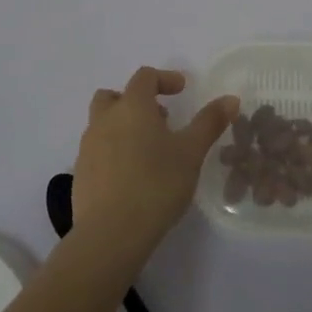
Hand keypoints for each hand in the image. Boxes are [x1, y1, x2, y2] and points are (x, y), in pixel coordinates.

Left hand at [72, 66, 238, 262]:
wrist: (111, 233)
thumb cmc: (156, 185)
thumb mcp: (191, 153)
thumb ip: (209, 122)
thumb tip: (230, 99)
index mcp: (131, 107)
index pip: (144, 77)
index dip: (164, 78)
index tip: (181, 89)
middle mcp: (104, 120)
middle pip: (114, 96)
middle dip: (136, 100)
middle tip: (160, 118)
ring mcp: (87, 147)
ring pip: (103, 123)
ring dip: (123, 125)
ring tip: (149, 149)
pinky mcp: (81, 173)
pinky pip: (97, 150)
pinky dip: (113, 150)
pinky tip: (132, 174)